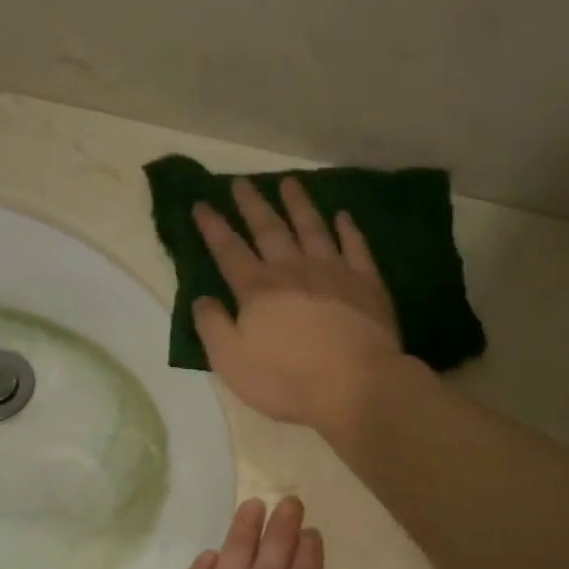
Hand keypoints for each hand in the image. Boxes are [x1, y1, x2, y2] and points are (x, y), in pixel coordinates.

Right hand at [193, 178, 404, 434]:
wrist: (355, 386)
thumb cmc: (287, 380)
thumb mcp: (231, 362)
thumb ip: (212, 327)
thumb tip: (202, 299)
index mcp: (257, 289)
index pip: (229, 250)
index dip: (213, 227)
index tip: (201, 203)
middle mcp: (293, 270)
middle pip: (269, 229)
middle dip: (252, 204)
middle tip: (241, 181)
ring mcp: (333, 272)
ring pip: (312, 228)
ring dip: (298, 204)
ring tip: (289, 183)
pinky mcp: (366, 283)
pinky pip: (355, 247)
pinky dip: (348, 229)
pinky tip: (343, 216)